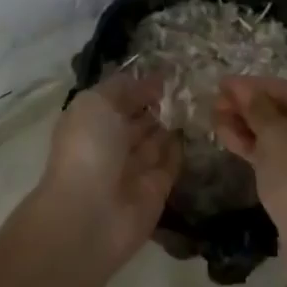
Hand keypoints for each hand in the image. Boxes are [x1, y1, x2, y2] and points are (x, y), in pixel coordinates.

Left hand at [34, 75, 180, 272]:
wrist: (89, 215)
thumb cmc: (88, 149)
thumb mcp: (95, 103)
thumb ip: (120, 88)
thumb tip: (147, 81)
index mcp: (91, 122)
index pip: (119, 98)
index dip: (140, 85)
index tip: (168, 71)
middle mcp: (111, 144)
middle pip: (138, 119)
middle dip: (159, 103)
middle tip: (189, 85)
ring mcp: (133, 169)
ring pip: (156, 140)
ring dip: (172, 123)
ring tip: (198, 101)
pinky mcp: (156, 190)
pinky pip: (171, 164)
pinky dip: (181, 148)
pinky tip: (198, 128)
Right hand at [214, 77, 286, 245]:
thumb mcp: (275, 136)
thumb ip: (257, 107)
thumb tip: (242, 89)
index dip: (253, 85)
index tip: (222, 83)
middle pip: (285, 111)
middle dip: (249, 106)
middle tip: (215, 102)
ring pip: (279, 134)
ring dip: (248, 126)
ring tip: (214, 117)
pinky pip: (280, 154)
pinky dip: (256, 146)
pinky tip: (227, 136)